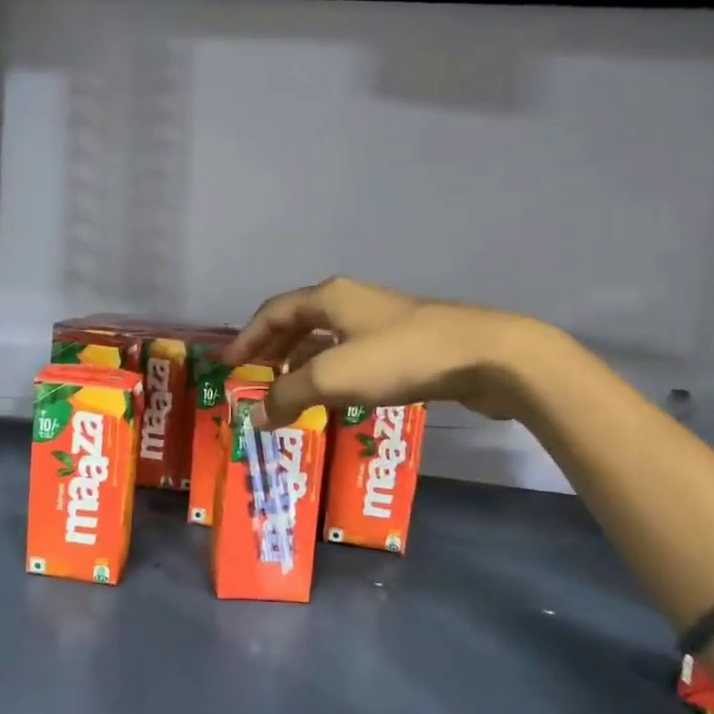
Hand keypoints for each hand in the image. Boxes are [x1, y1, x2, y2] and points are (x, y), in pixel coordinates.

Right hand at [225, 276, 544, 427]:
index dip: (247, 338)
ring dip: (303, 363)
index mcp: (330, 297)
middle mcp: (352, 301)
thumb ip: (288, 396)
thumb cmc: (400, 358)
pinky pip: (353, 354)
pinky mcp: (406, 344)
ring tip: (289, 391)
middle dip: (273, 349)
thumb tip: (255, 416)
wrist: (486, 356)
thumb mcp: (334, 377)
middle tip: (254, 377)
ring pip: (328, 339)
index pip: (273, 312)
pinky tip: (335, 396)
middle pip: (299, 321)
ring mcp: (382, 321)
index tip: (228, 365)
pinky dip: (333, 372)